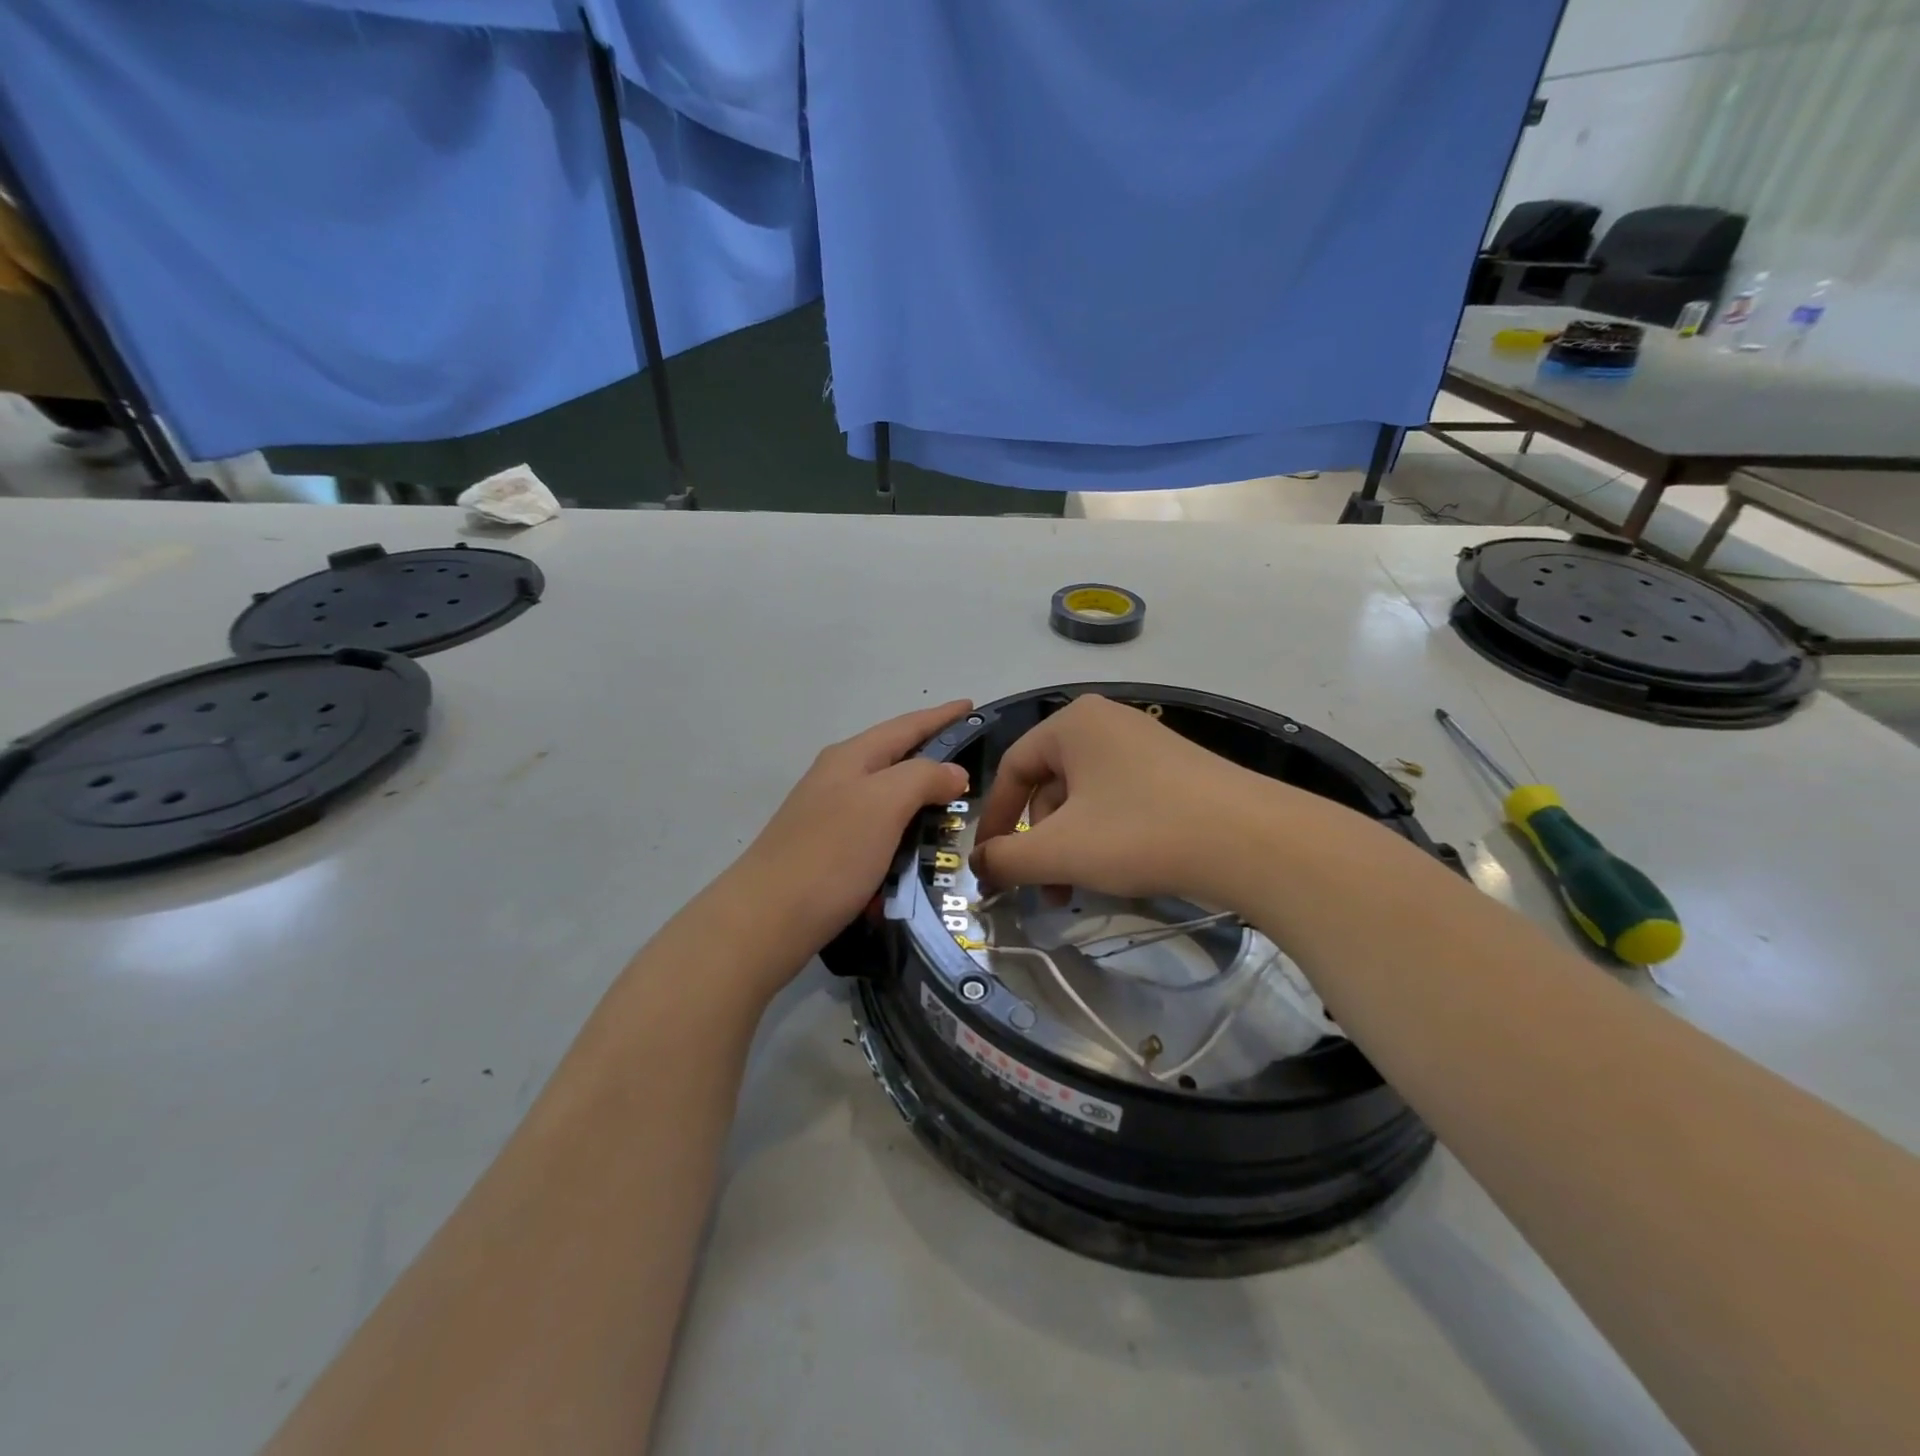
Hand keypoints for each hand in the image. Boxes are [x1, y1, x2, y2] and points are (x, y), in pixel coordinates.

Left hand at [732, 700, 972, 966]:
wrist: (768, 918)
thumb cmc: (832, 853)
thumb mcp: (884, 804)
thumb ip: (924, 777)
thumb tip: (954, 772)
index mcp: (851, 757)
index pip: (906, 726)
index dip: (941, 716)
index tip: (972, 706)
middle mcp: (837, 778)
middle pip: (894, 757)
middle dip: (933, 756)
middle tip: (975, 764)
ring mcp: (829, 814)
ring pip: (886, 796)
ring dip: (920, 798)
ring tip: (955, 807)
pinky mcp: (829, 851)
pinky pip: (877, 831)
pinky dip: (902, 833)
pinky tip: (918, 850)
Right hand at [971, 694, 1291, 910]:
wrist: (1254, 842)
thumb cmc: (1141, 833)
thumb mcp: (1060, 850)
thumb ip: (1007, 858)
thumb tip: (979, 866)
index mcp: (1073, 724)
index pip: (1012, 768)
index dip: (994, 820)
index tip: (989, 865)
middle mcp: (1106, 723)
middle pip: (1049, 785)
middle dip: (1038, 842)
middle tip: (1040, 888)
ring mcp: (1146, 745)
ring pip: (1084, 799)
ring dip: (1069, 846)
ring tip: (1075, 890)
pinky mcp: (1176, 772)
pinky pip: (1119, 801)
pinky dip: (1104, 837)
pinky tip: (1115, 872)